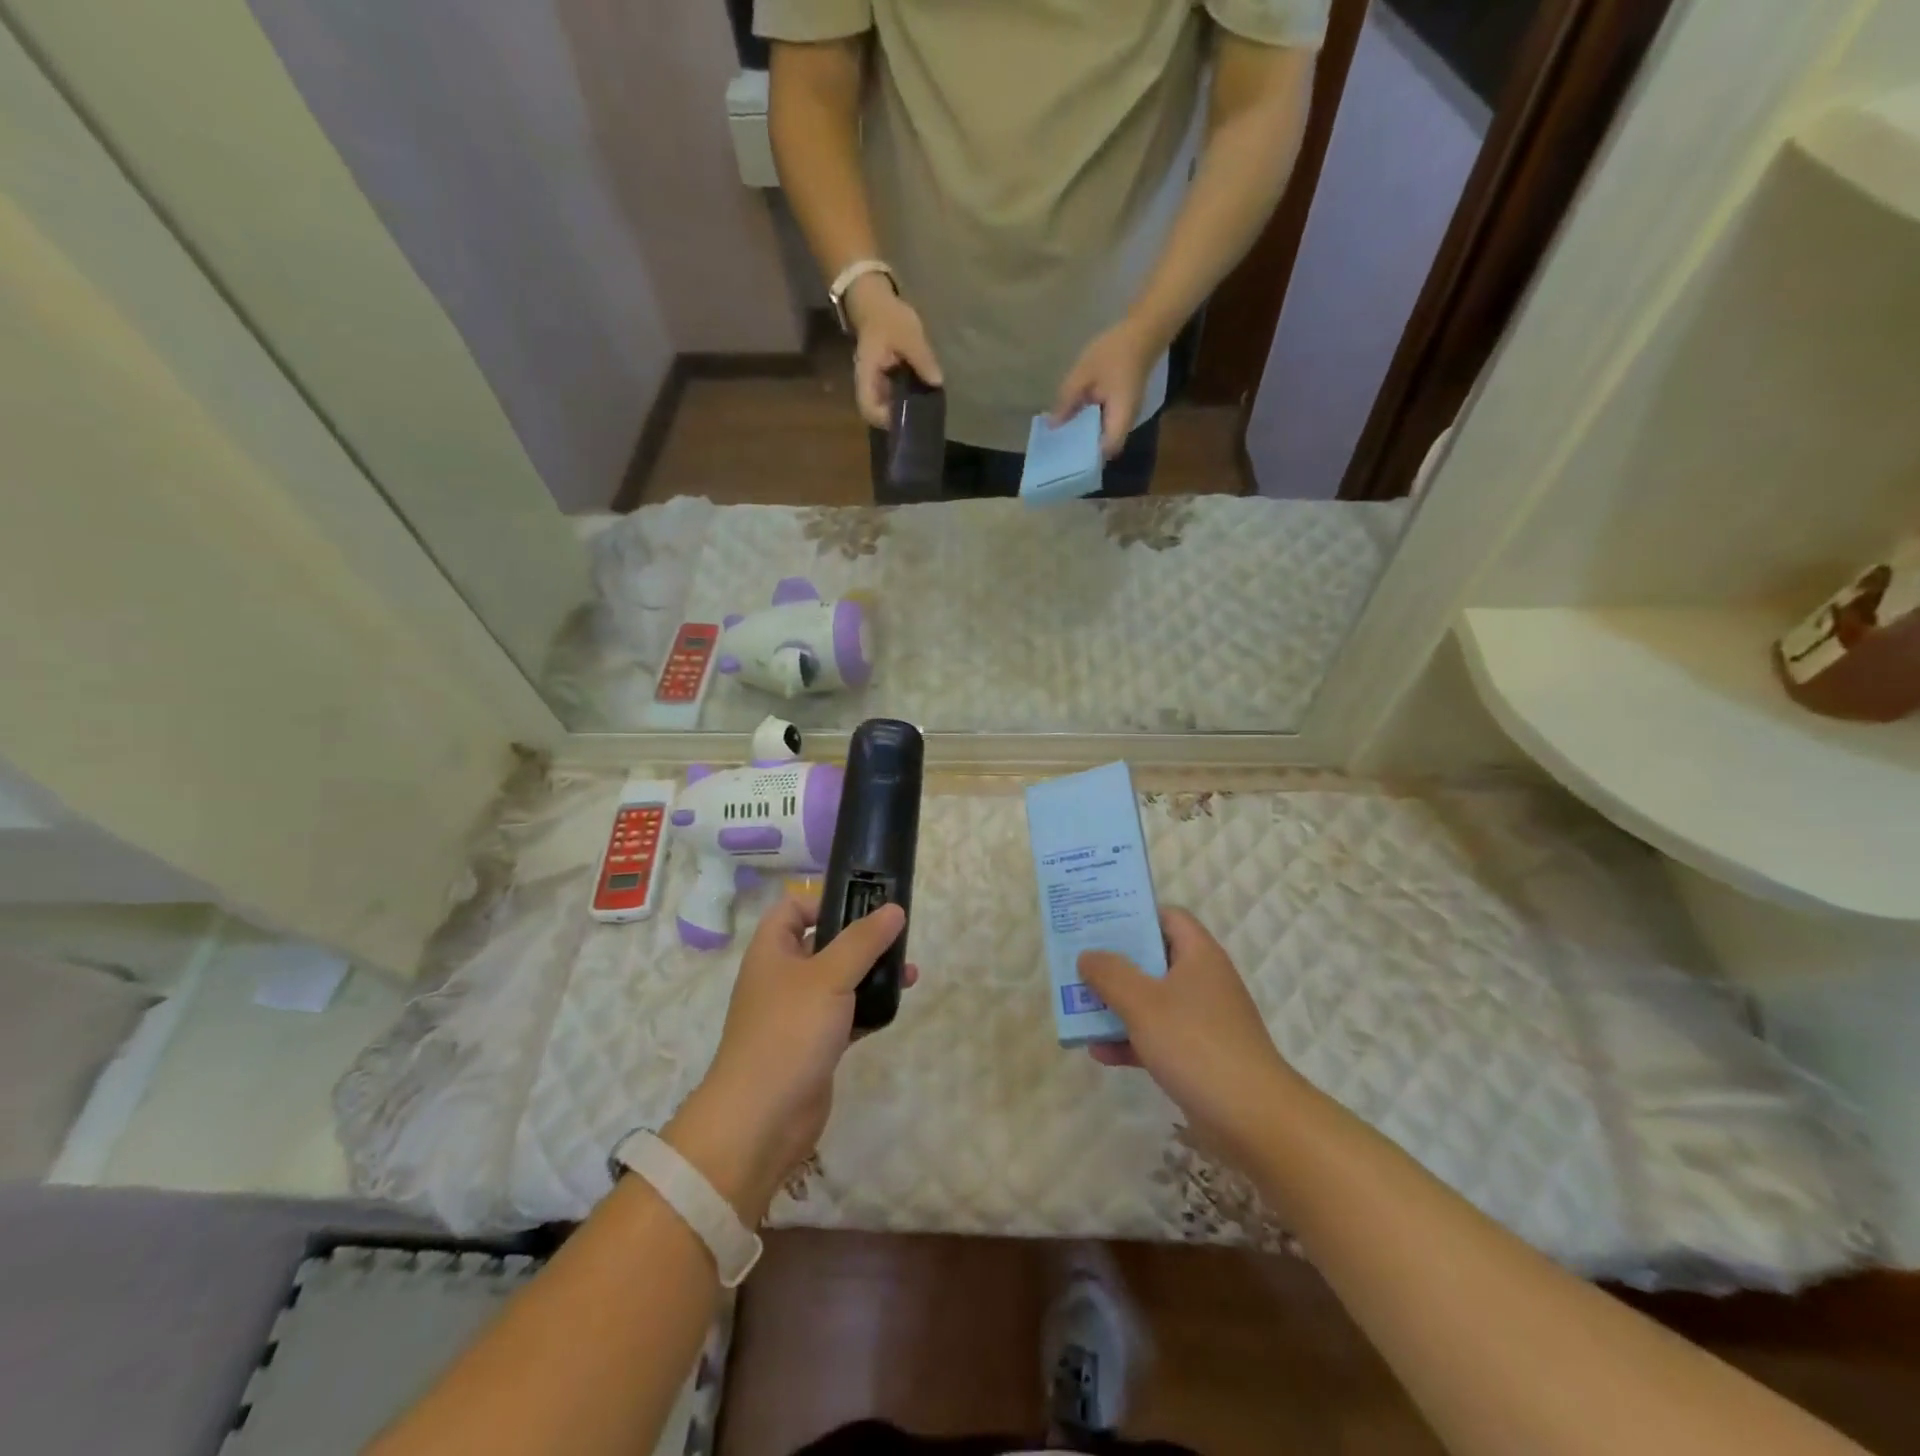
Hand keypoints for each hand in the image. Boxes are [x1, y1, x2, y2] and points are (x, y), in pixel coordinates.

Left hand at [667, 895, 912, 1218]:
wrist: (761, 1119)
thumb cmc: (789, 1031)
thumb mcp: (829, 976)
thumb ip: (864, 940)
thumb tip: (894, 909)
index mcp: (773, 950)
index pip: (793, 908)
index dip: (824, 900)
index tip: (864, 904)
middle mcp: (783, 976)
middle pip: (823, 942)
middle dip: (861, 938)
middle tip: (899, 937)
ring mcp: (798, 1012)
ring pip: (840, 980)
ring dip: (872, 973)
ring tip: (909, 973)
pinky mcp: (815, 1044)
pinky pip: (846, 1014)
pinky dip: (869, 1009)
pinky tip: (895, 1006)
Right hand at [850, 275, 942, 428]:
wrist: (874, 300)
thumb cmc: (887, 317)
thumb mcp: (908, 336)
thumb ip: (922, 359)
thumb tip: (937, 382)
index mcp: (867, 376)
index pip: (869, 409)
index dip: (885, 420)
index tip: (907, 418)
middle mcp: (867, 384)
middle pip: (878, 413)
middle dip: (900, 417)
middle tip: (922, 414)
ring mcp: (875, 383)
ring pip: (887, 405)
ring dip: (904, 408)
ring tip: (925, 406)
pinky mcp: (883, 379)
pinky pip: (894, 395)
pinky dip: (907, 397)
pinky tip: (922, 393)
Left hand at [1052, 318, 1158, 458]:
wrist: (1142, 332)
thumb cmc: (1114, 352)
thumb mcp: (1084, 374)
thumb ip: (1067, 401)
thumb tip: (1052, 426)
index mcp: (1120, 417)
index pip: (1105, 450)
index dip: (1087, 458)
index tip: (1066, 460)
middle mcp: (1126, 423)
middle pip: (1104, 449)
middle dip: (1082, 452)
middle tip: (1057, 453)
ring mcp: (1126, 418)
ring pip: (1104, 438)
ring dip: (1085, 440)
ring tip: (1061, 441)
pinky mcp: (1122, 411)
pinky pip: (1105, 426)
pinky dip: (1089, 427)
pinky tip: (1073, 423)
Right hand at [1078, 908, 1299, 1166]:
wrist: (1254, 1118)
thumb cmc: (1196, 1044)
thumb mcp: (1143, 1003)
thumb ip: (1110, 974)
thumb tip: (1088, 955)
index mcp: (1199, 955)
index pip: (1168, 916)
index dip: (1135, 915)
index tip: (1099, 922)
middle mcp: (1203, 980)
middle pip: (1155, 958)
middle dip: (1116, 963)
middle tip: (1080, 964)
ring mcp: (1203, 1020)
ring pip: (1153, 1000)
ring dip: (1118, 1004)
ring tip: (1079, 1008)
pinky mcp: (1200, 1055)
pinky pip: (1158, 1036)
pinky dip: (1131, 1040)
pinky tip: (1099, 1053)